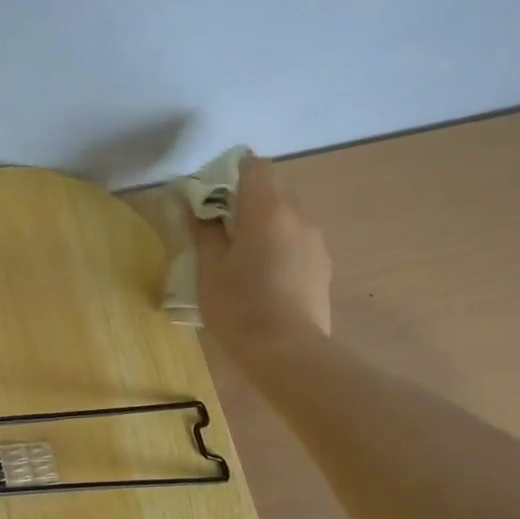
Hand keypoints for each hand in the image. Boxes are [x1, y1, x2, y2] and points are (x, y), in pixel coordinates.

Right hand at [193, 154, 332, 353]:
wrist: (287, 352)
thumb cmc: (240, 306)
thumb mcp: (209, 269)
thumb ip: (204, 232)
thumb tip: (196, 209)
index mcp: (267, 209)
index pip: (254, 166)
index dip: (231, 173)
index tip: (212, 198)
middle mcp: (298, 216)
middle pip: (271, 192)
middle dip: (245, 204)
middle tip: (220, 235)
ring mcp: (315, 241)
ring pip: (286, 220)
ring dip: (264, 229)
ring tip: (243, 263)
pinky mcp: (323, 266)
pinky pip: (297, 244)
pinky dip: (280, 250)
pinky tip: (265, 282)